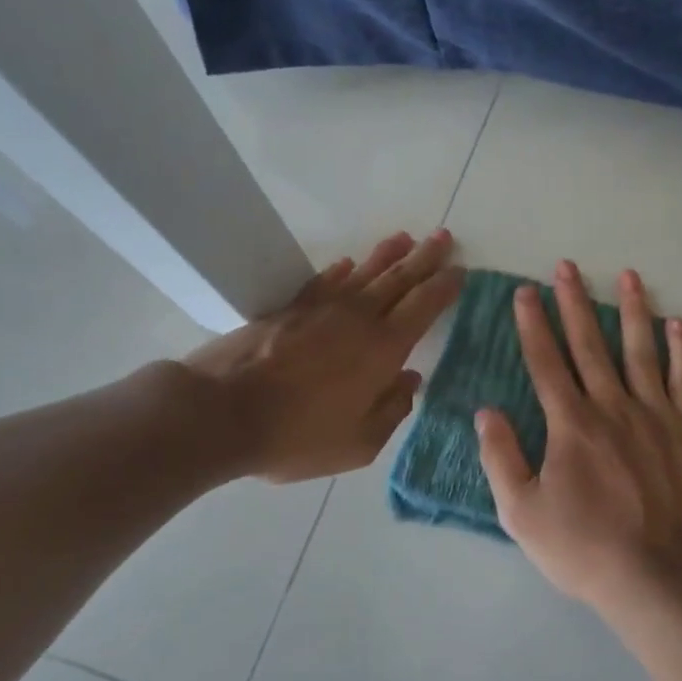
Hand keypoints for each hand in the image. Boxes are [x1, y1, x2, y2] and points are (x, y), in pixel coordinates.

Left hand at [181, 229, 462, 482]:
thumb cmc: (297, 436)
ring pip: (363, 273)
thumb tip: (410, 380)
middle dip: (424, 258)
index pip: (423, 306)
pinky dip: (340, 270)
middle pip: (398, 279)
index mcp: (383, 349)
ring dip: (387, 254)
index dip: (444, 286)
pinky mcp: (288, 310)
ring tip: (405, 238)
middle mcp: (358, 319)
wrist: (222, 413)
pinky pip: (324, 281)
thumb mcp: (359, 443)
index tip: (460, 270)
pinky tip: (347, 263)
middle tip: (443, 238)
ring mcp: (321, 310)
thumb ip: (393, 410)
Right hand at [475, 260, 681, 617]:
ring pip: (642, 350)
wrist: (662, 578)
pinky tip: (677, 324)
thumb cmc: (586, 549)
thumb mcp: (523, 514)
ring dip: (632, 310)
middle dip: (574, 303)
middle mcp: (613, 406)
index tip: (525, 292)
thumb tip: (487, 411)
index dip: (532, 325)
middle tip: (566, 266)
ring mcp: (658, 415)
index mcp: (571, 424)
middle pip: (590, 344)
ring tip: (627, 276)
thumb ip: (502, 458)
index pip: (546, 362)